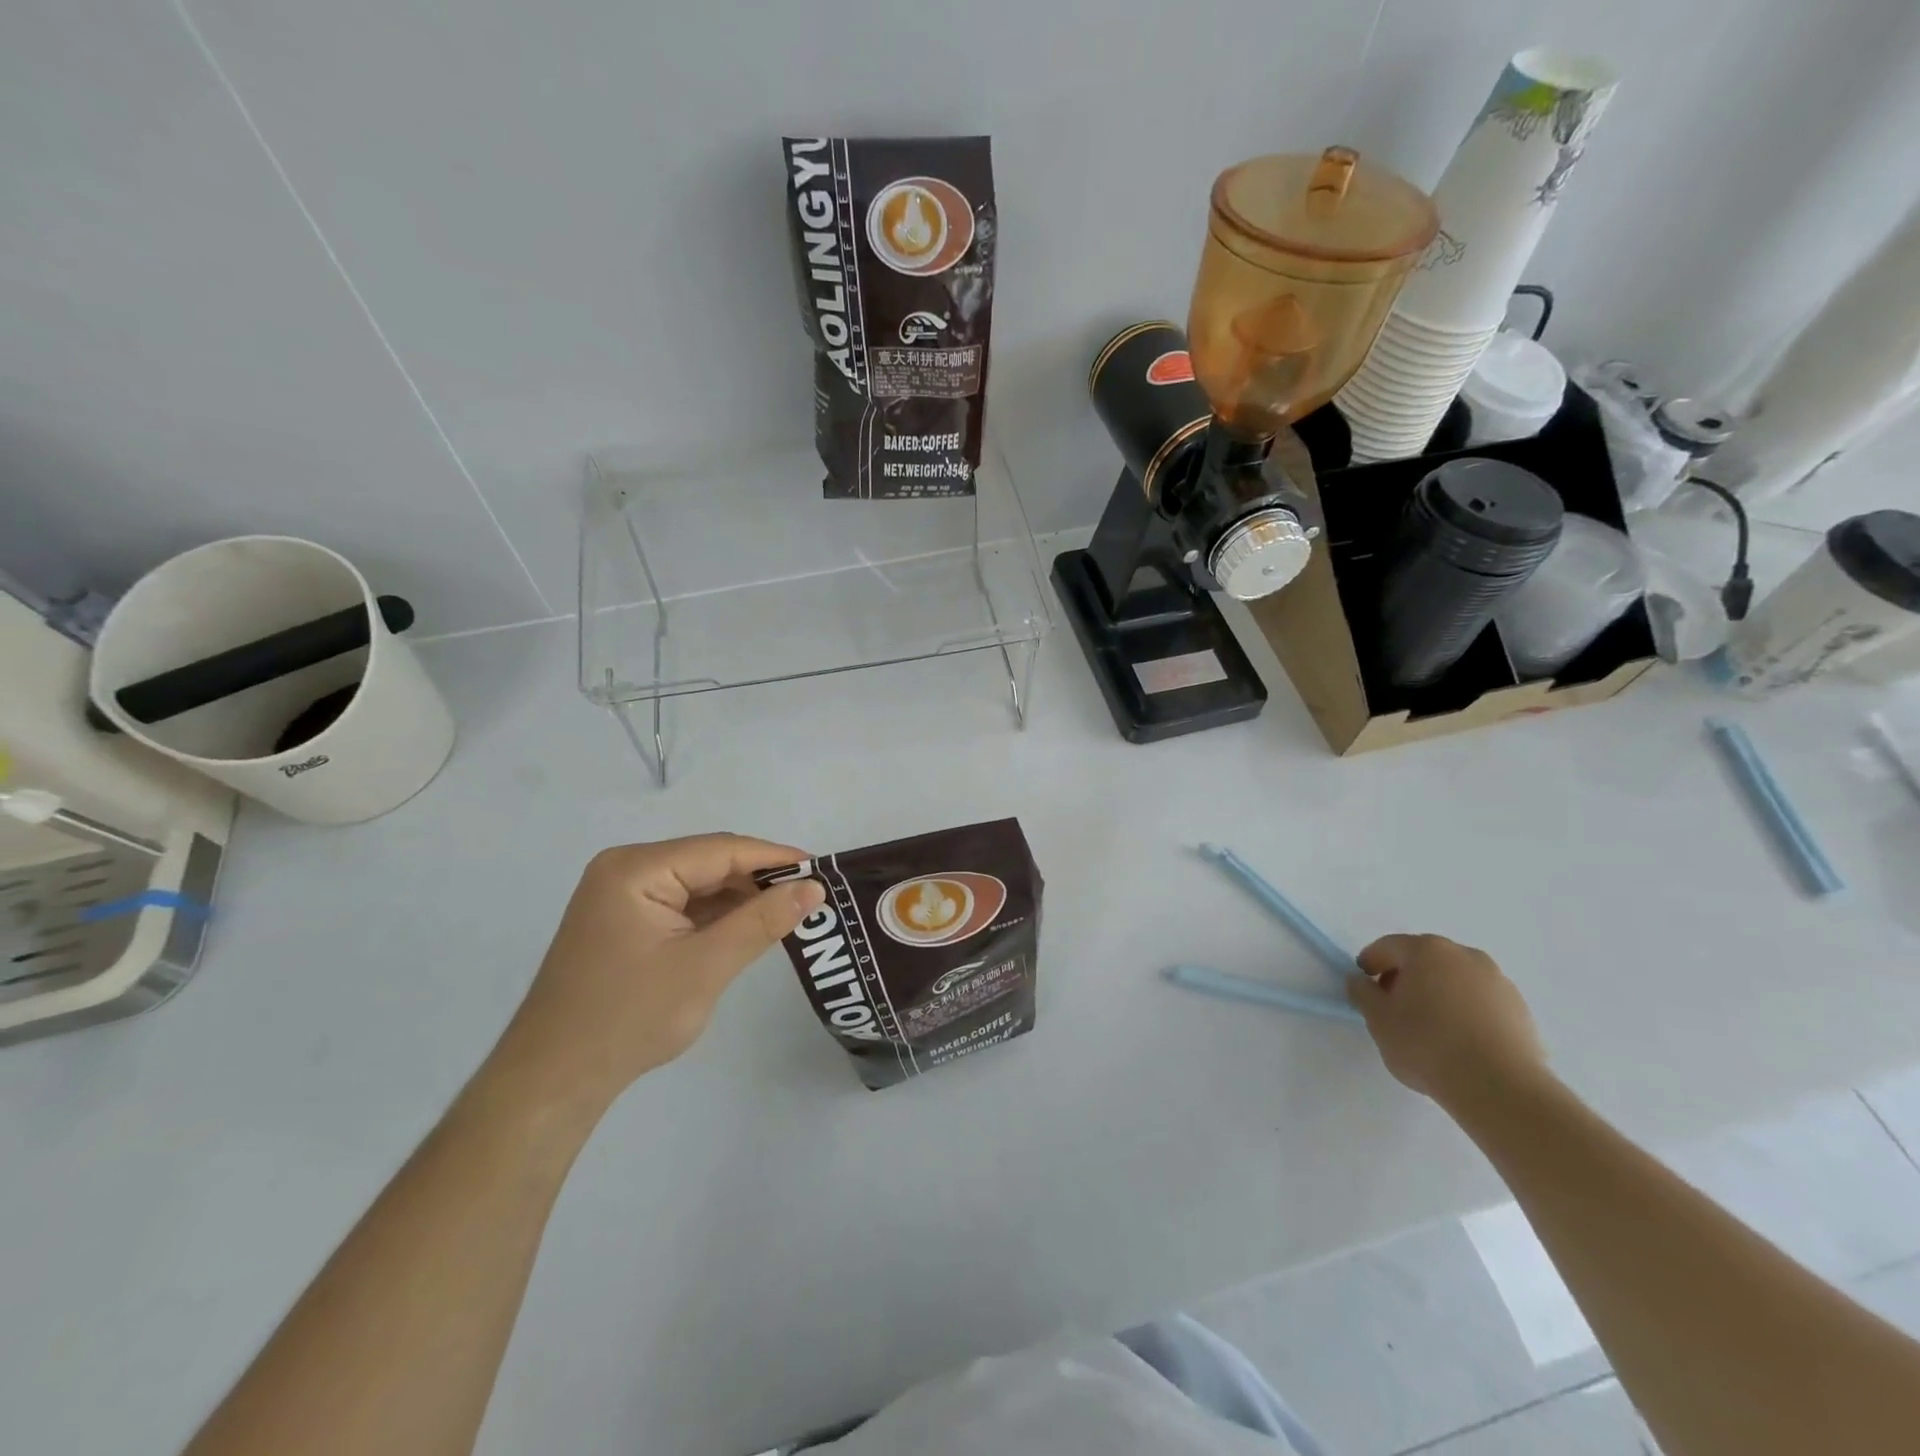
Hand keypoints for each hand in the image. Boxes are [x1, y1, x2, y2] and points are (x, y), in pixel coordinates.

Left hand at [489, 834, 823, 1114]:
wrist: (553, 1081)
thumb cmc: (628, 1018)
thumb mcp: (706, 967)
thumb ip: (762, 922)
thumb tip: (815, 888)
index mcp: (637, 869)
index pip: (721, 850)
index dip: (774, 858)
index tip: (822, 870)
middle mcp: (626, 870)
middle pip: (709, 862)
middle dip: (758, 879)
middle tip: (811, 896)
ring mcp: (622, 895)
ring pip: (698, 883)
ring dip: (740, 898)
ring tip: (789, 912)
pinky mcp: (625, 921)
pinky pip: (682, 904)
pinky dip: (716, 915)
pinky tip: (748, 928)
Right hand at [1346, 933, 1547, 1107]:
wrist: (1500, 1088)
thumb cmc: (1427, 1044)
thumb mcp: (1378, 1019)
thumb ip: (1362, 993)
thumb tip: (1360, 981)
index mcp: (1427, 950)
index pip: (1389, 946)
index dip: (1371, 963)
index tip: (1363, 985)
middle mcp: (1465, 956)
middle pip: (1425, 959)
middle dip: (1406, 977)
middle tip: (1394, 1006)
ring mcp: (1498, 981)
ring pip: (1456, 979)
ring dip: (1439, 993)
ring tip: (1431, 1028)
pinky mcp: (1521, 1010)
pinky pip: (1481, 1001)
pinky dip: (1466, 1011)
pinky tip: (1460, 1041)